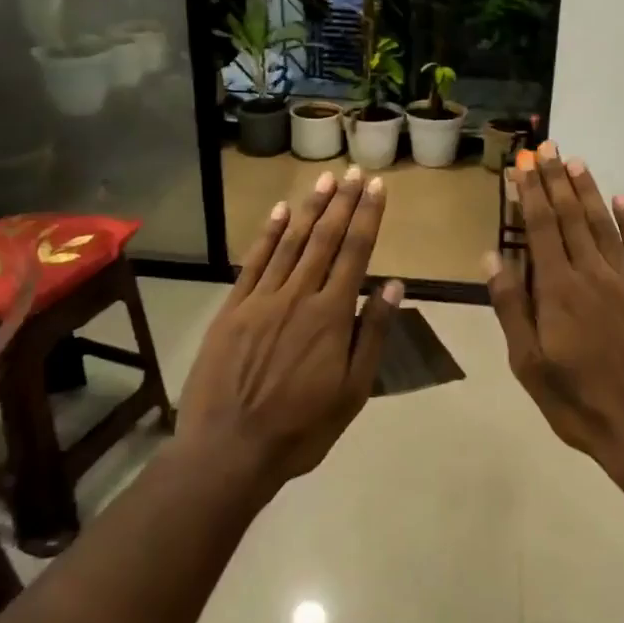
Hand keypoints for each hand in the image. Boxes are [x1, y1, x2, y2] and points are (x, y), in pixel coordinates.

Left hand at [177, 167, 402, 486]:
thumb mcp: (353, 391)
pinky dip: (268, 235)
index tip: (376, 187)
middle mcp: (298, 296)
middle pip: (324, 239)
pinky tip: (279, 213)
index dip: (367, 217)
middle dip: (342, 203)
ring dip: (309, 210)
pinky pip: (253, 263)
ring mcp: (261, 299)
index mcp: (331, 316)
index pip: (355, 253)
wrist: (229, 449)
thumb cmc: (301, 428)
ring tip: (324, 181)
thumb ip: (372, 334)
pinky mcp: (232, 309)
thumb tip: (394, 285)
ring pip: (290, 244)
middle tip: (353, 172)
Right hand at [486, 143, 623, 465]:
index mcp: (557, 290)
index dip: (530, 193)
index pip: (539, 228)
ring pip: (604, 225)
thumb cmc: (579, 402)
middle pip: (570, 218)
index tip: (523, 164)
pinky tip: (623, 200)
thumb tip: (492, 257)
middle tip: (547, 148)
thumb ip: (511, 307)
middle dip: (556, 181)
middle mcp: (592, 274)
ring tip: (576, 162)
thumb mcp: (528, 364)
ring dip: (588, 192)